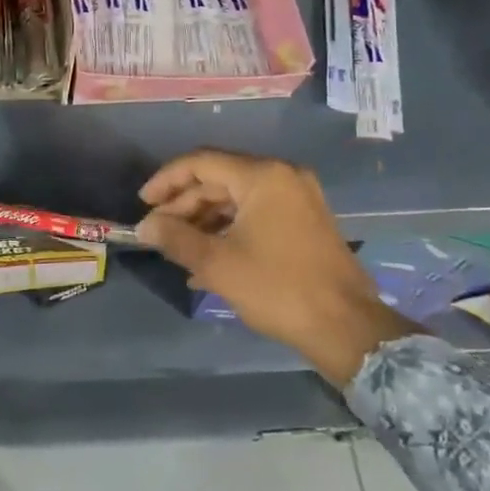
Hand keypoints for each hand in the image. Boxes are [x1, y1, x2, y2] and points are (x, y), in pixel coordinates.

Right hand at [135, 149, 415, 386]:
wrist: (347, 328)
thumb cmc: (277, 288)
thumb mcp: (217, 264)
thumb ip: (174, 238)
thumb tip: (144, 227)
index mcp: (263, 176)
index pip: (201, 162)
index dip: (166, 180)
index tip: (142, 204)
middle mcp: (283, 177)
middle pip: (219, 179)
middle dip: (184, 204)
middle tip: (158, 231)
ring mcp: (298, 199)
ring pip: (236, 199)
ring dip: (203, 220)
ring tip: (178, 249)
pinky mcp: (305, 221)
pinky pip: (255, 214)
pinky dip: (228, 230)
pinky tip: (206, 260)